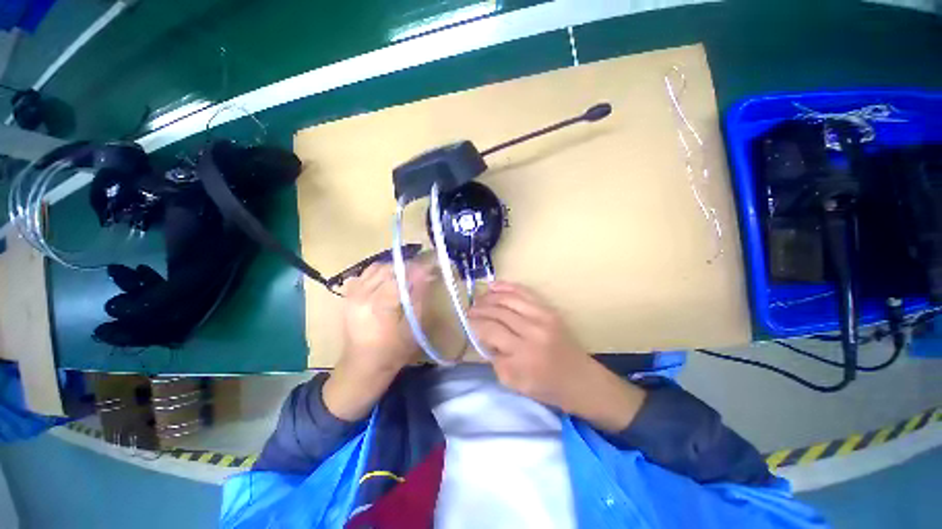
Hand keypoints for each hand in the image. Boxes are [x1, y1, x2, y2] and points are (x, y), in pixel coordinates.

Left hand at [324, 259, 434, 420]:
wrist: (362, 365)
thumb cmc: (393, 351)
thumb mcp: (412, 326)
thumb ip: (419, 296)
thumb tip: (427, 272)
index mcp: (378, 305)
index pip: (400, 274)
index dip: (418, 268)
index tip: (432, 267)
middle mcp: (362, 294)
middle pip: (388, 268)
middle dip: (407, 267)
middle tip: (422, 274)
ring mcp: (352, 293)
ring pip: (376, 267)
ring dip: (393, 268)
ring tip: (406, 277)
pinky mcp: (348, 294)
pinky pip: (366, 273)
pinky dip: (380, 272)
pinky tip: (388, 282)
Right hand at [469, 281, 644, 432]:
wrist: (580, 379)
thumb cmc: (546, 387)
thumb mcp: (514, 383)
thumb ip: (495, 359)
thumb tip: (483, 337)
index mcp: (522, 355)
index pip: (490, 330)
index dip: (475, 323)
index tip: (466, 321)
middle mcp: (532, 332)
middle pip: (498, 312)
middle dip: (480, 309)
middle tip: (469, 309)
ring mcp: (543, 317)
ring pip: (509, 300)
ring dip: (490, 297)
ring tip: (479, 298)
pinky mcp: (549, 310)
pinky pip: (525, 293)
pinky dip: (507, 287)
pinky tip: (494, 285)